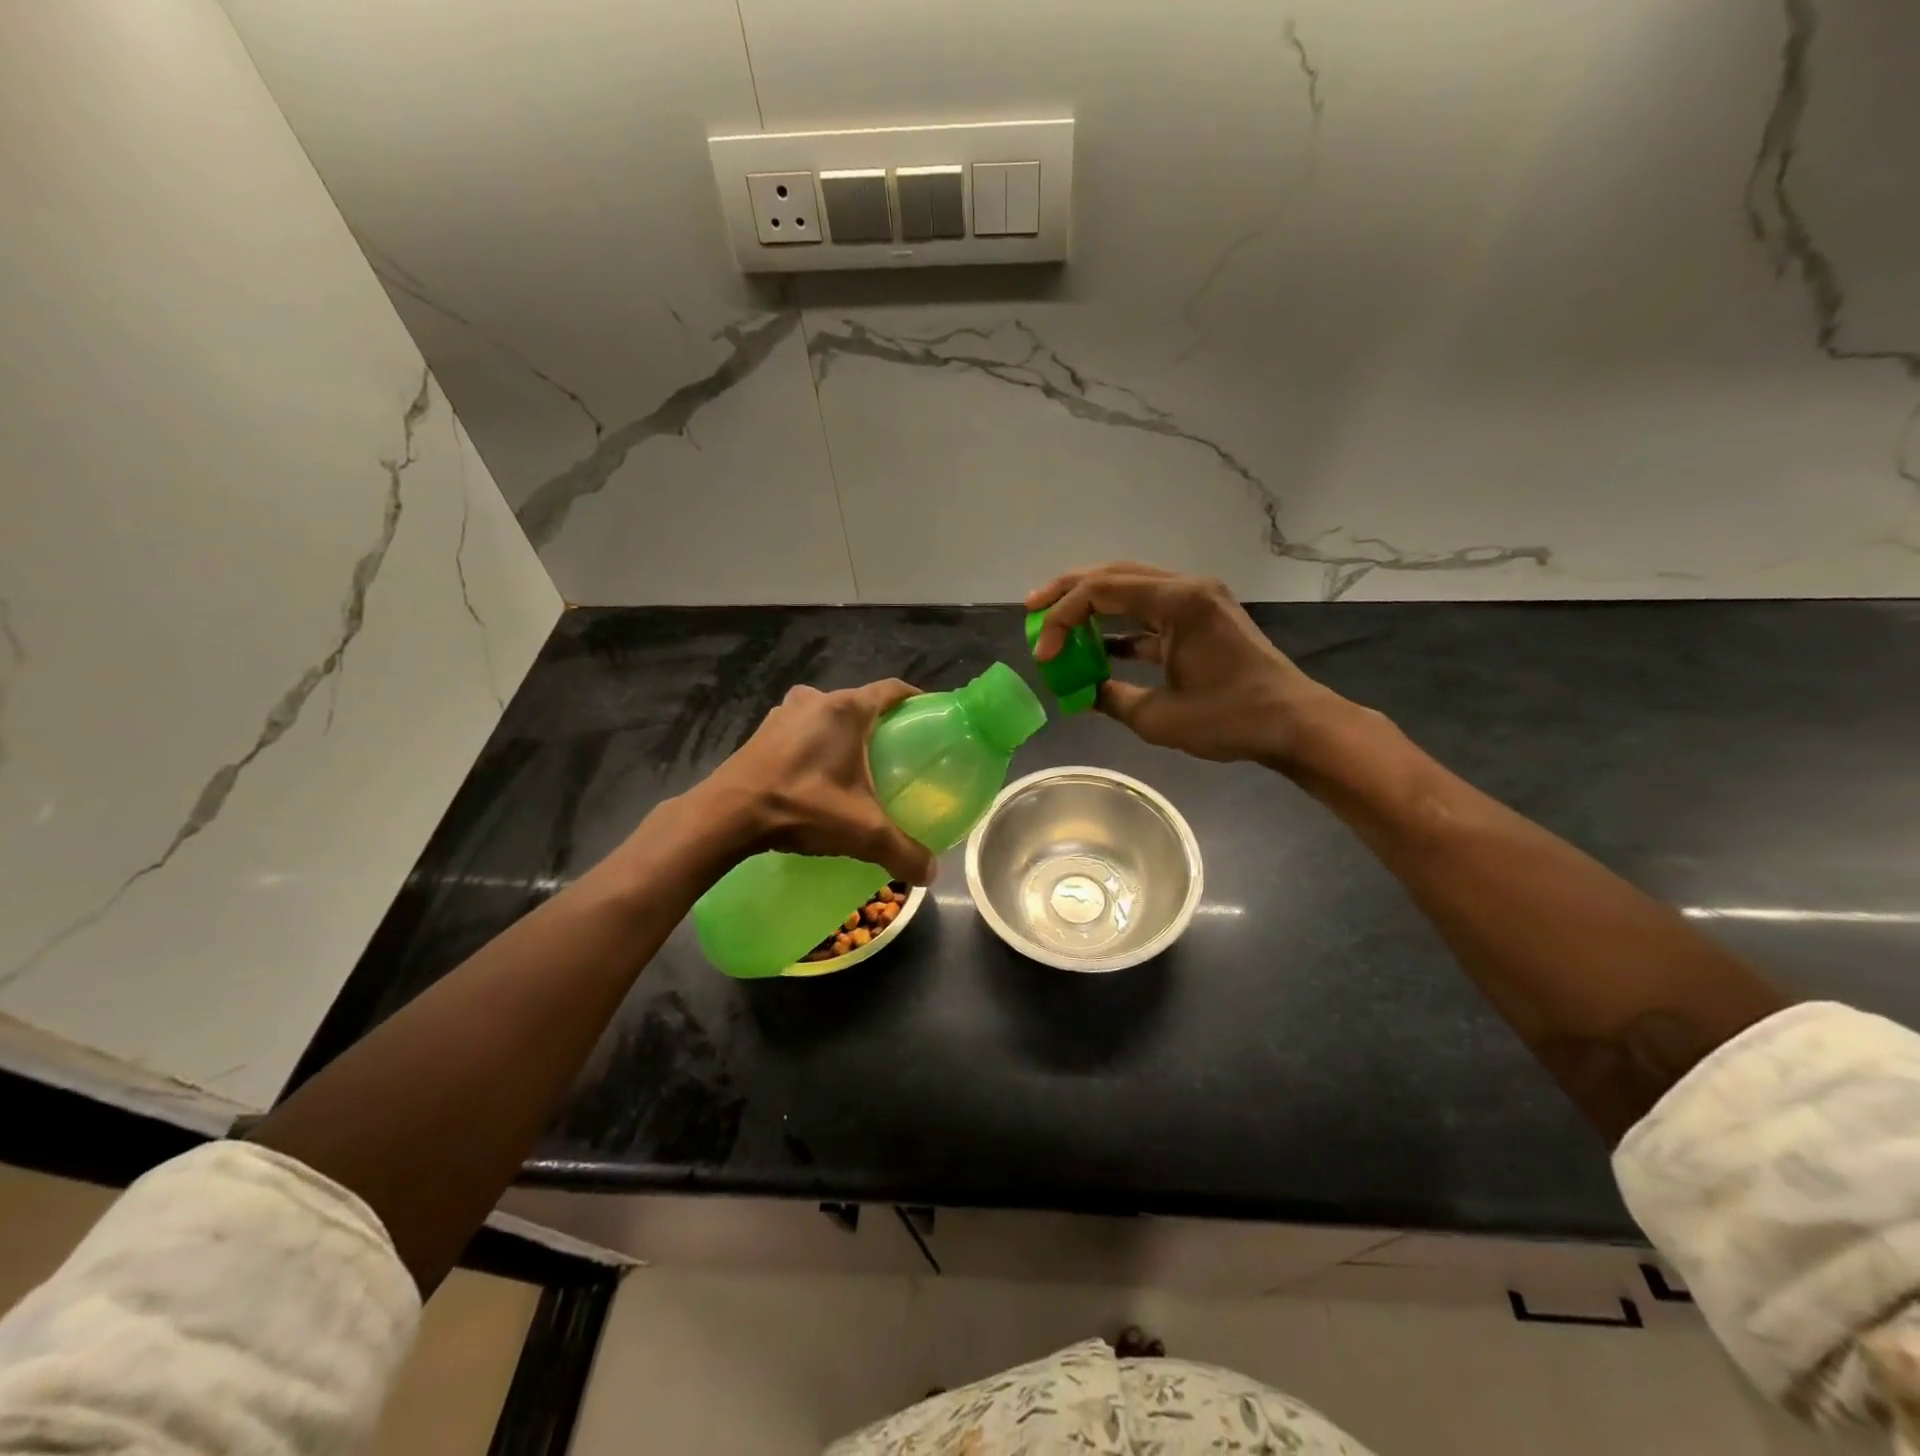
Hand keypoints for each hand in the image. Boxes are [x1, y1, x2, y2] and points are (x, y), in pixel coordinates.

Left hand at [694, 680, 937, 884]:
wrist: (726, 815)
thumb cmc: (802, 806)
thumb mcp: (862, 832)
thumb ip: (902, 851)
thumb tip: (931, 874)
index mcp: (846, 709)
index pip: (892, 690)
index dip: (915, 700)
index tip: (930, 718)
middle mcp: (816, 700)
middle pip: (859, 704)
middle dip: (880, 724)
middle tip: (897, 753)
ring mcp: (784, 714)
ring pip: (827, 717)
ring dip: (844, 735)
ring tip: (859, 766)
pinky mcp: (762, 732)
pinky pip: (802, 730)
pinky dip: (817, 745)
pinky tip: (820, 776)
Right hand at [1028, 563, 1335, 767]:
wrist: (1293, 723)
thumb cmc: (1230, 719)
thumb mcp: (1158, 717)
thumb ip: (1110, 697)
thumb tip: (1081, 692)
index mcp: (1177, 601)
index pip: (1100, 591)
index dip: (1061, 619)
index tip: (1044, 655)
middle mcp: (1186, 587)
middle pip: (1112, 575)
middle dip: (1067, 592)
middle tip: (1032, 609)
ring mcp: (1196, 599)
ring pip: (1129, 588)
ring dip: (1091, 606)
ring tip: (1055, 623)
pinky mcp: (1201, 617)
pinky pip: (1149, 612)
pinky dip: (1119, 626)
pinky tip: (1096, 647)